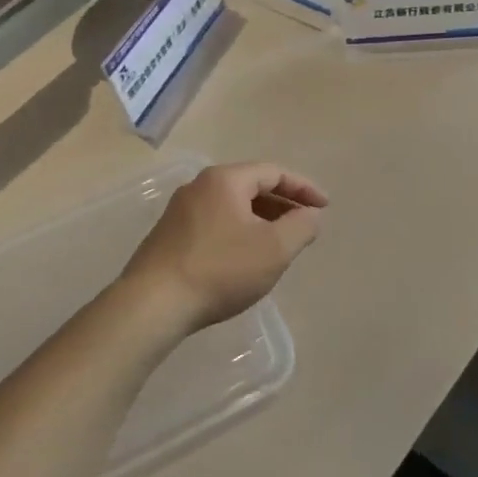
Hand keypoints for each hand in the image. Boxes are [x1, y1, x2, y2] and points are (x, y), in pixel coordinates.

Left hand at [120, 163, 327, 332]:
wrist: (153, 305)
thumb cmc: (220, 270)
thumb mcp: (274, 249)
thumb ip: (301, 226)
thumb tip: (311, 215)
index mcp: (225, 180)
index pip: (274, 172)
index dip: (303, 188)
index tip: (325, 206)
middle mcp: (199, 186)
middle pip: (251, 186)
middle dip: (282, 204)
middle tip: (304, 225)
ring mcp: (179, 211)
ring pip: (232, 206)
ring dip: (261, 219)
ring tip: (280, 242)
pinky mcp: (169, 236)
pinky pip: (215, 223)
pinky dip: (239, 231)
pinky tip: (245, 258)